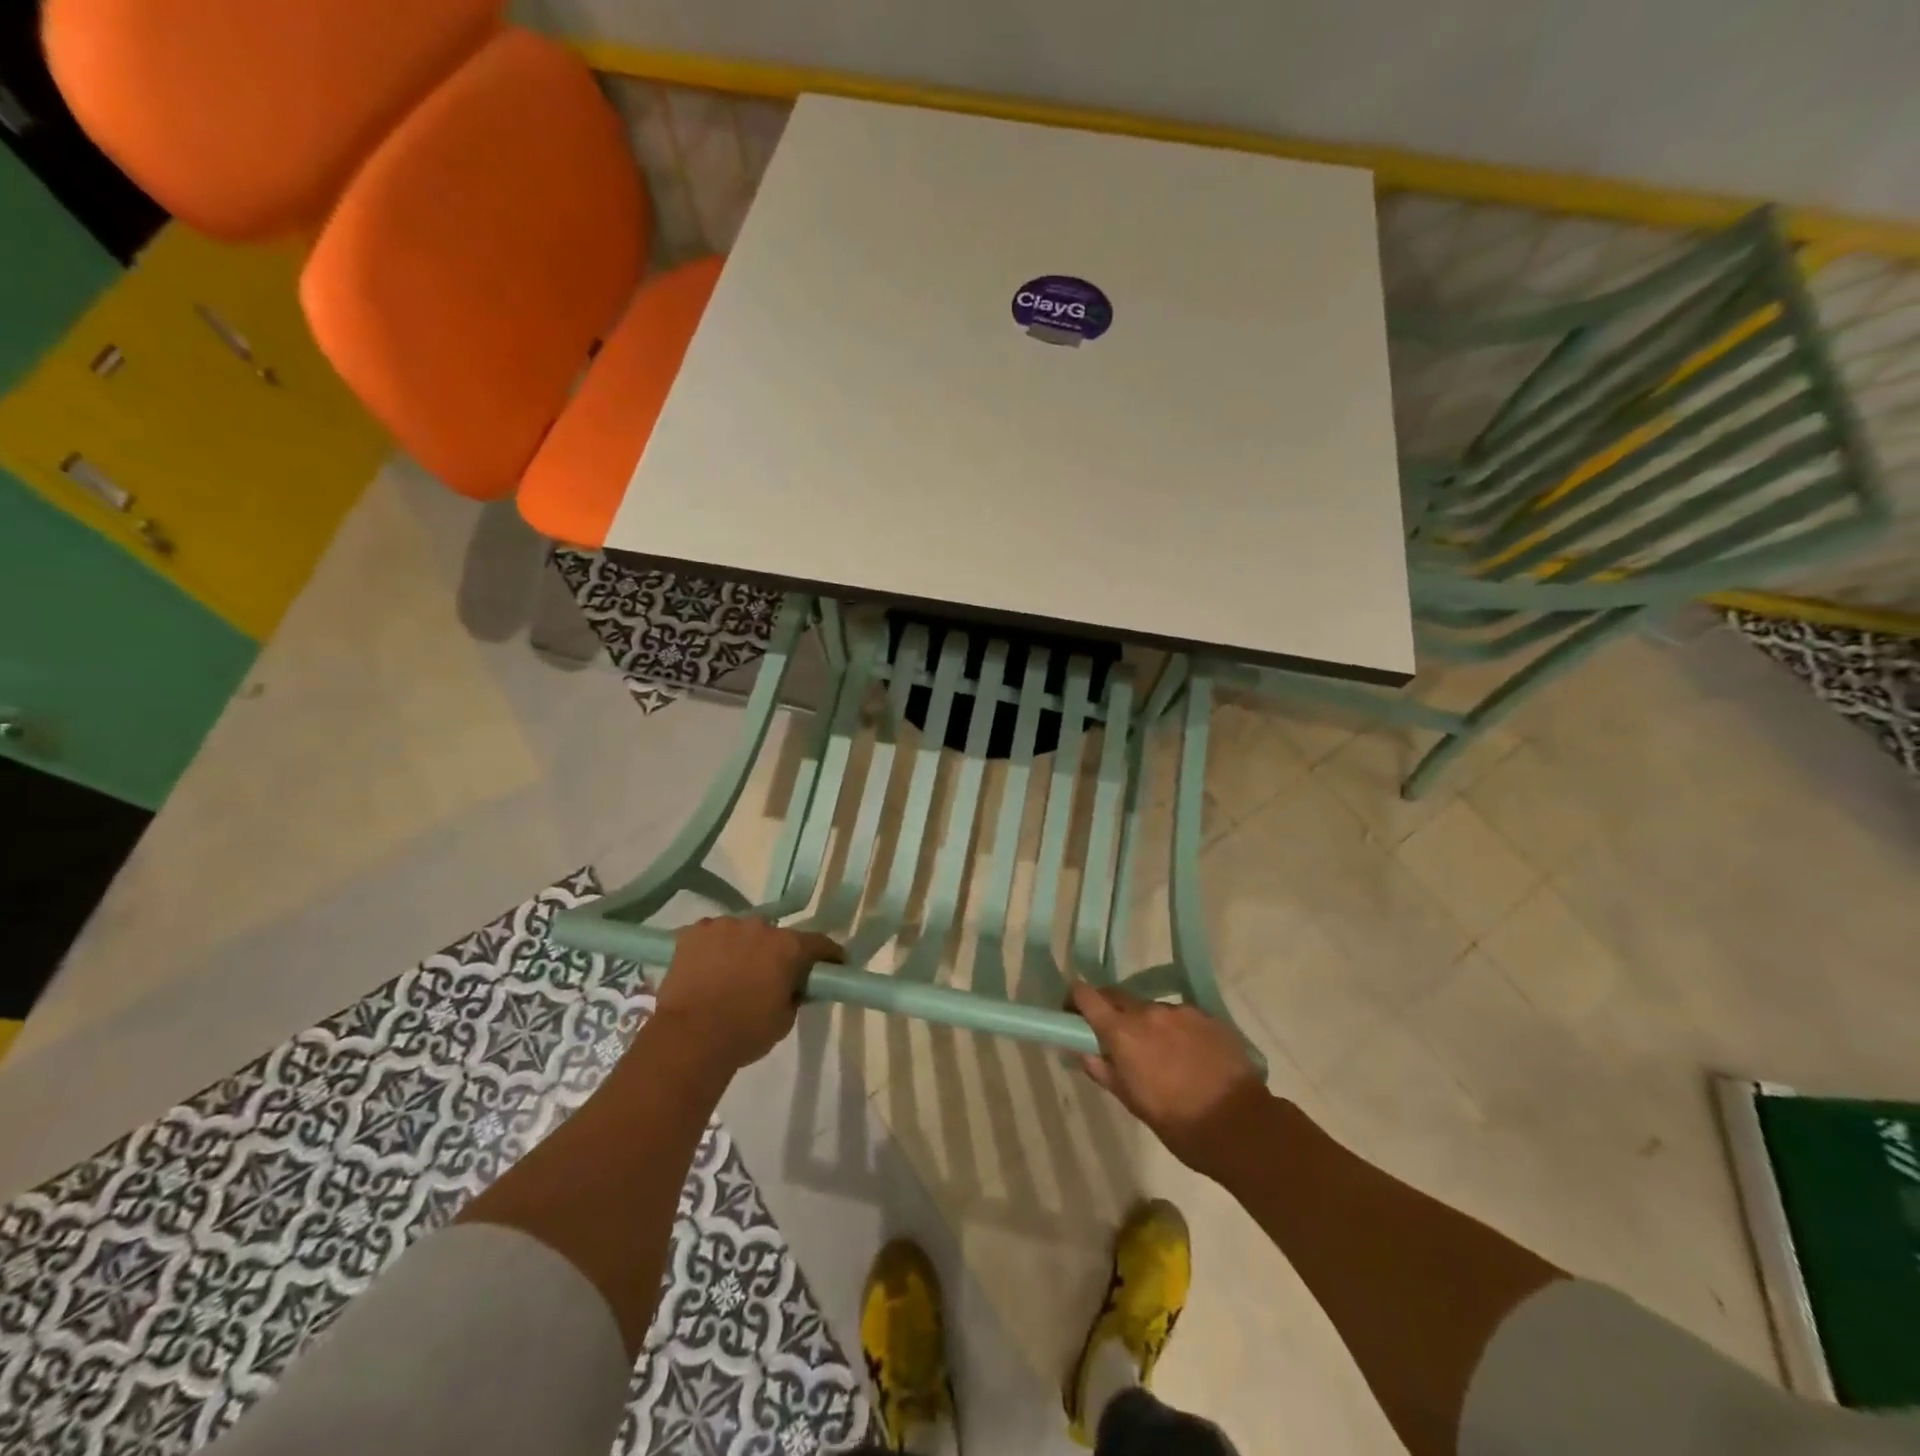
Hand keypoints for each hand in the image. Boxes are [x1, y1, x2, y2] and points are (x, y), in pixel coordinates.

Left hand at [653, 918, 843, 1070]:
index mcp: (788, 947)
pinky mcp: (693, 933)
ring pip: (740, 932)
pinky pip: (710, 935)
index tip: (833, 964)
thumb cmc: (745, 1033)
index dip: (828, 955)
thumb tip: (794, 985)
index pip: (819, 943)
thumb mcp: (785, 1019)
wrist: (689, 1038)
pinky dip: (713, 948)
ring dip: (742, 947)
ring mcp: (724, 925)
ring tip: (731, 973)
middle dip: (776, 952)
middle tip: (769, 974)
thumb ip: (794, 994)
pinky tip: (706, 968)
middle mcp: (760, 926)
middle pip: (775, 935)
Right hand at [1070, 983, 1267, 1177]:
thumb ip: (1106, 1072)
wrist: (1242, 1127)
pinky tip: (1189, 1056)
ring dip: (1147, 1024)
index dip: (1075, 1000)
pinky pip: (1181, 1017)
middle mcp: (1149, 1012)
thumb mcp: (1134, 1103)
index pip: (1087, 997)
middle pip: (1118, 997)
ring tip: (1160, 1054)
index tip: (1071, 1012)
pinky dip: (1176, 1030)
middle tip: (1114, 1038)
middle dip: (1111, 1012)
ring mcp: (1181, 1011)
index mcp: (1124, 1033)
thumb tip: (1085, 1052)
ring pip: (1152, 1009)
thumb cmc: (1180, 1124)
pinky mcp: (1208, 1016)